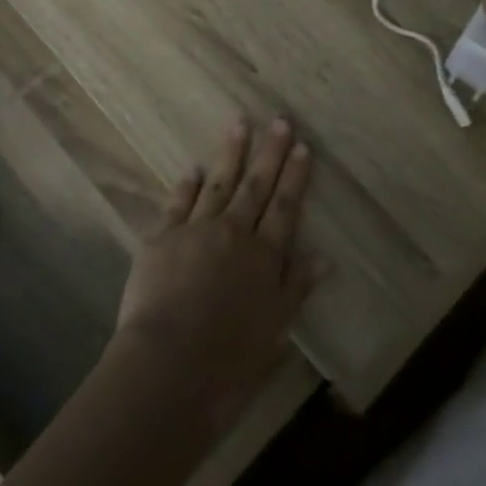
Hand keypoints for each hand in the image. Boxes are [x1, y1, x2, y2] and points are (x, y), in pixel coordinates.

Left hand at [113, 116, 316, 432]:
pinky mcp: (163, 237)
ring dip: (231, 153)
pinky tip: (193, 169)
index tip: (303, 147)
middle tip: (280, 120)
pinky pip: (178, 203)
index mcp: (264, 256)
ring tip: (240, 124)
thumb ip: (296, 288)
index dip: (295, 176)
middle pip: (256, 186)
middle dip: (270, 152)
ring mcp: (196, 230)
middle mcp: (234, 233)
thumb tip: (323, 258)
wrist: (169, 364)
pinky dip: (187, 185)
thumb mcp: (275, 329)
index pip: (285, 207)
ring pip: (219, 183)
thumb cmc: (230, 358)